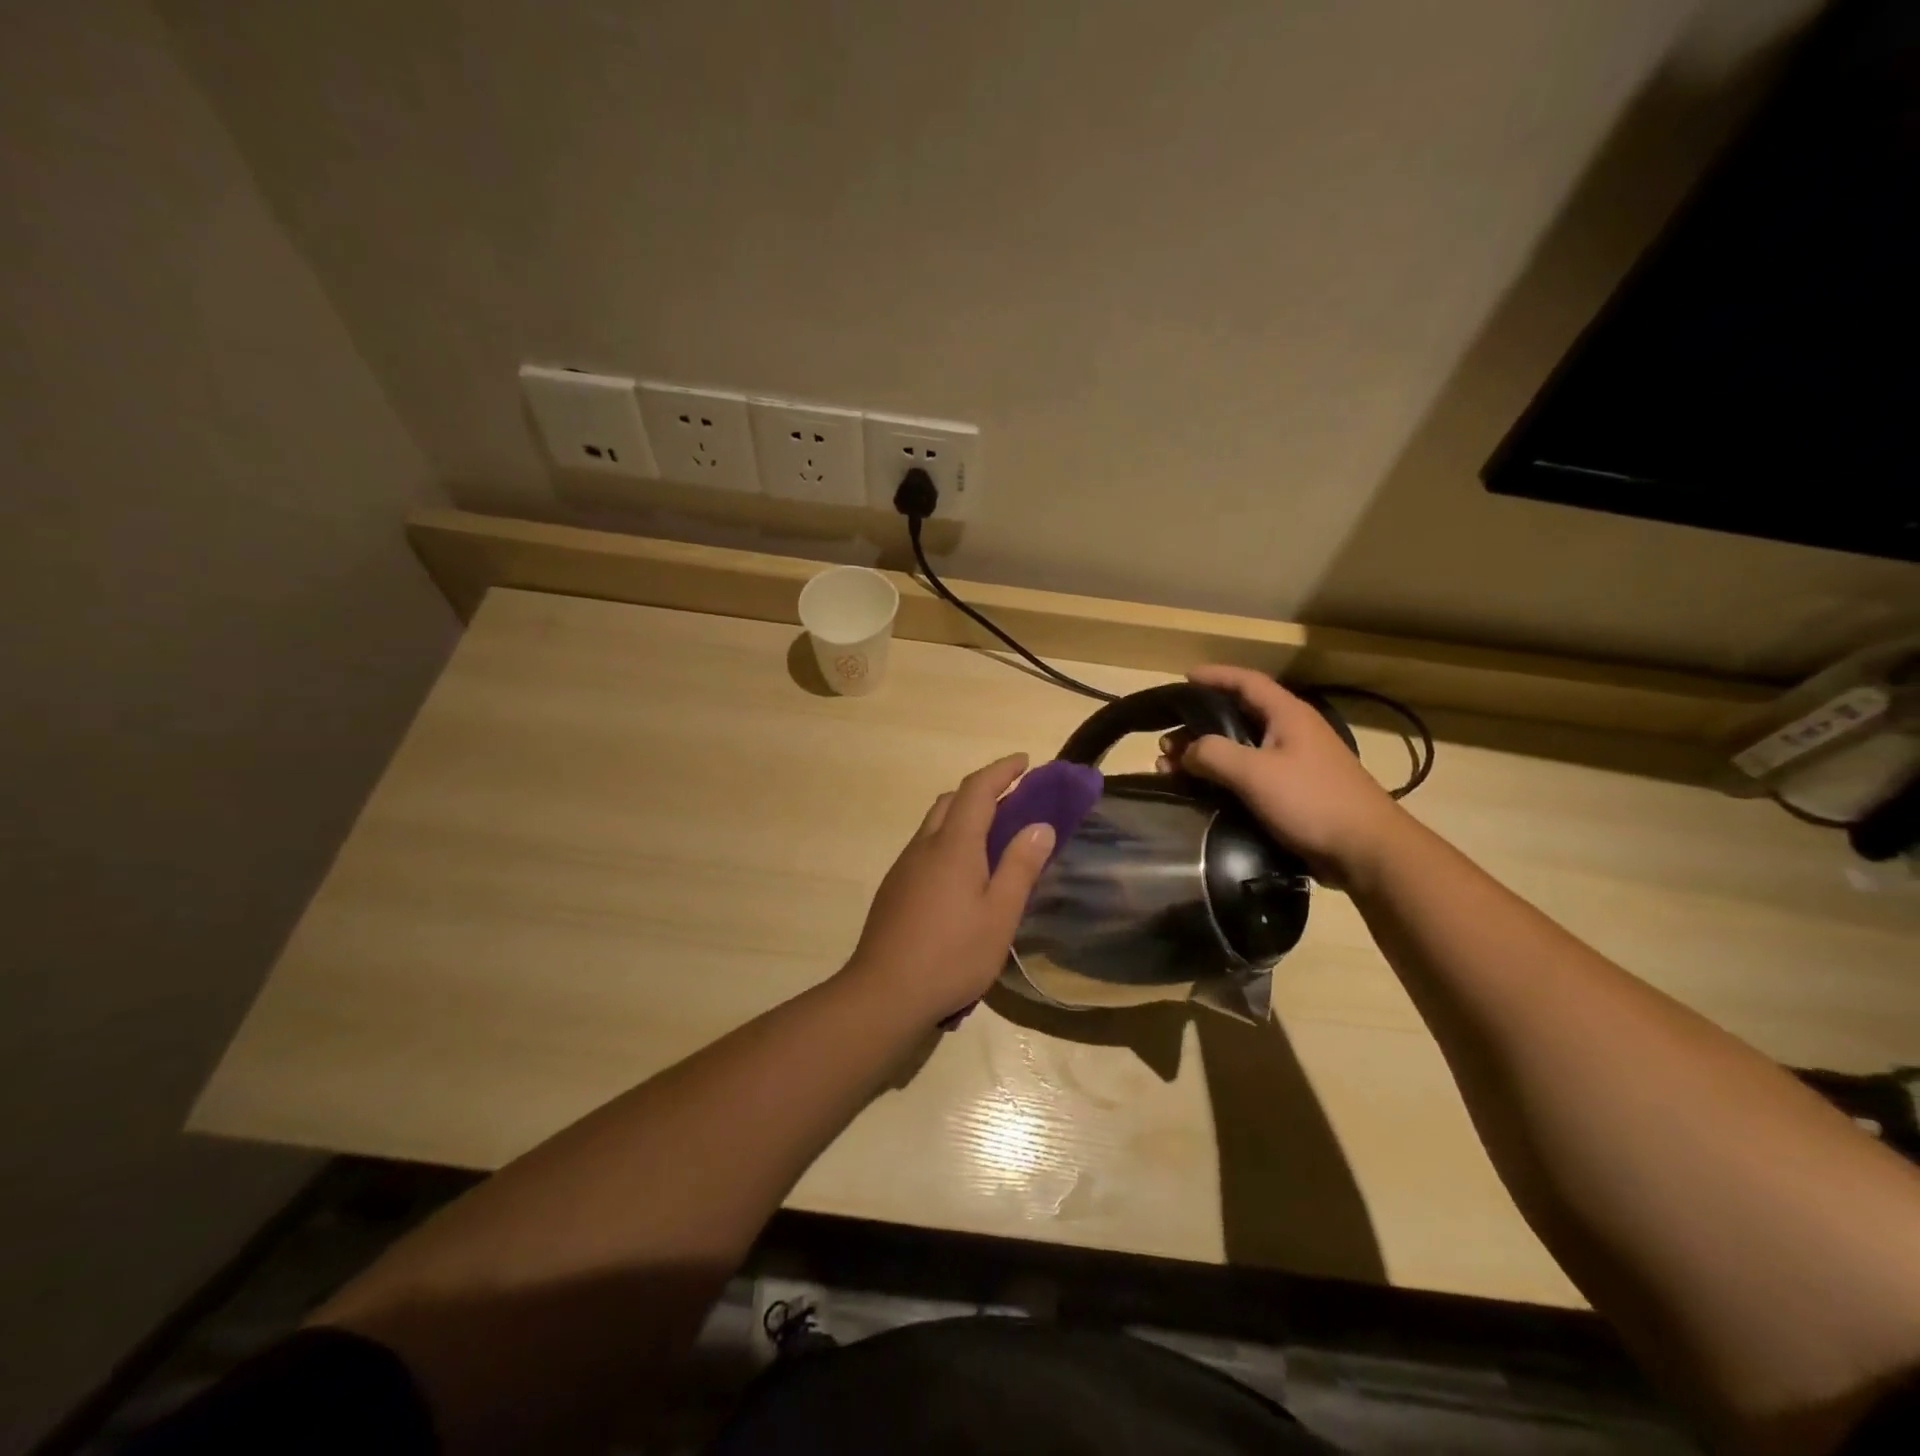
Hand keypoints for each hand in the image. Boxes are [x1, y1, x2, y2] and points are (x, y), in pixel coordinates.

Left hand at [841, 754, 1056, 1021]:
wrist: (884, 992)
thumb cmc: (952, 954)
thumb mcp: (1000, 915)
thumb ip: (1020, 867)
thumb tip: (1040, 826)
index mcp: (953, 845)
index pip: (977, 790)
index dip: (1001, 770)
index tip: (1024, 762)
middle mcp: (924, 846)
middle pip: (952, 801)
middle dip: (983, 791)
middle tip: (1014, 801)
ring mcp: (904, 867)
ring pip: (935, 825)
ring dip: (964, 817)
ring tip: (994, 839)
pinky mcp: (894, 888)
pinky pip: (926, 848)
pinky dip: (949, 842)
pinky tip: (963, 876)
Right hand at [1158, 666, 1406, 886]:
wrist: (1365, 851)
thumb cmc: (1311, 800)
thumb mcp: (1255, 772)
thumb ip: (1213, 753)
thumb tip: (1186, 750)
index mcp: (1287, 715)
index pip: (1246, 682)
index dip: (1214, 676)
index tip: (1183, 678)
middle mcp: (1291, 733)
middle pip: (1237, 717)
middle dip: (1198, 726)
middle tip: (1166, 742)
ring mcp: (1294, 764)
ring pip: (1240, 750)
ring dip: (1206, 756)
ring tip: (1172, 771)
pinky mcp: (1294, 793)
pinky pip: (1249, 776)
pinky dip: (1222, 779)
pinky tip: (1202, 793)